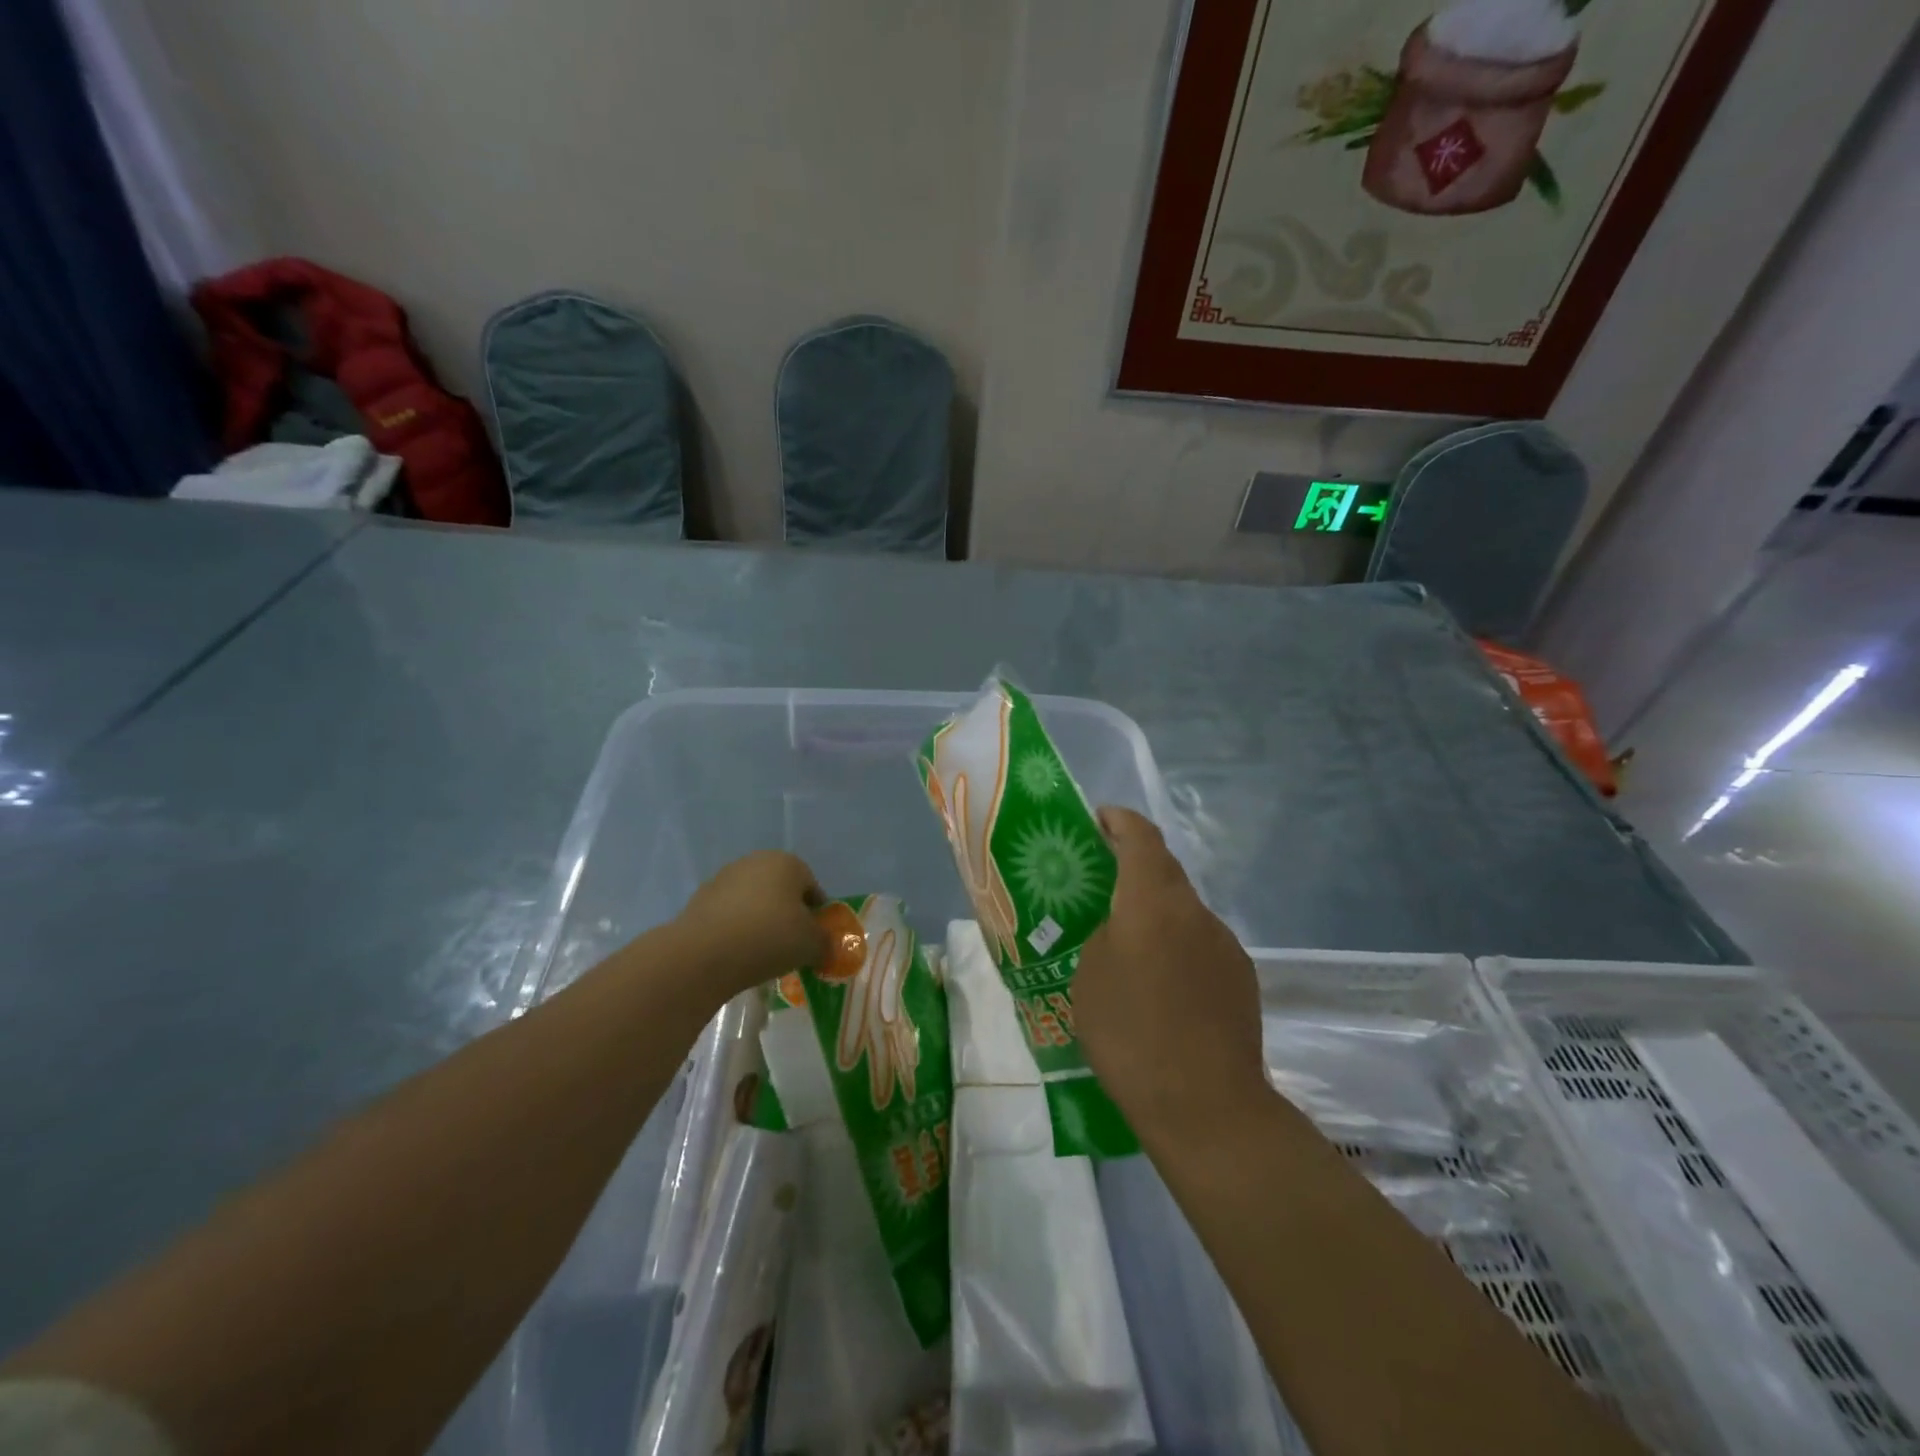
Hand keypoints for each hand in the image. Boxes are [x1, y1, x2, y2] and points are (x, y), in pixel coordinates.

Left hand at [669, 852, 830, 1002]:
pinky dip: (736, 930)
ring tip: (762, 954)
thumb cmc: (770, 937)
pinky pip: (729, 916)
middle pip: (781, 891)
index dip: (817, 914)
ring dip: (760, 922)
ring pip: (753, 902)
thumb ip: (826, 942)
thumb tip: (826, 946)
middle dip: (787, 915)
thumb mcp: (812, 944)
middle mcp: (755, 862)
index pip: (812, 887)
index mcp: (787, 862)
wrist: (704, 954)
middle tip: (790, 946)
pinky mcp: (699, 900)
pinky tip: (737, 954)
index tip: (815, 939)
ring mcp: (723, 879)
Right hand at [1074, 808, 1268, 1141]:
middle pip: (1164, 870)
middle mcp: (1195, 912)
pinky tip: (1163, 987)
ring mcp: (1225, 944)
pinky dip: (1178, 946)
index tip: (1098, 820)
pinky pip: (1201, 943)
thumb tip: (1122, 929)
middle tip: (1101, 885)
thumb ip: (1104, 935)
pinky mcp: (1242, 976)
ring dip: (1156, 913)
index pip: (1141, 837)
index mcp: (1153, 902)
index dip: (1119, 820)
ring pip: (1183, 910)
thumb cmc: (1131, 1034)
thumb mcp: (1089, 976)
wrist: (1206, 1105)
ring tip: (1129, 948)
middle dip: (1133, 867)